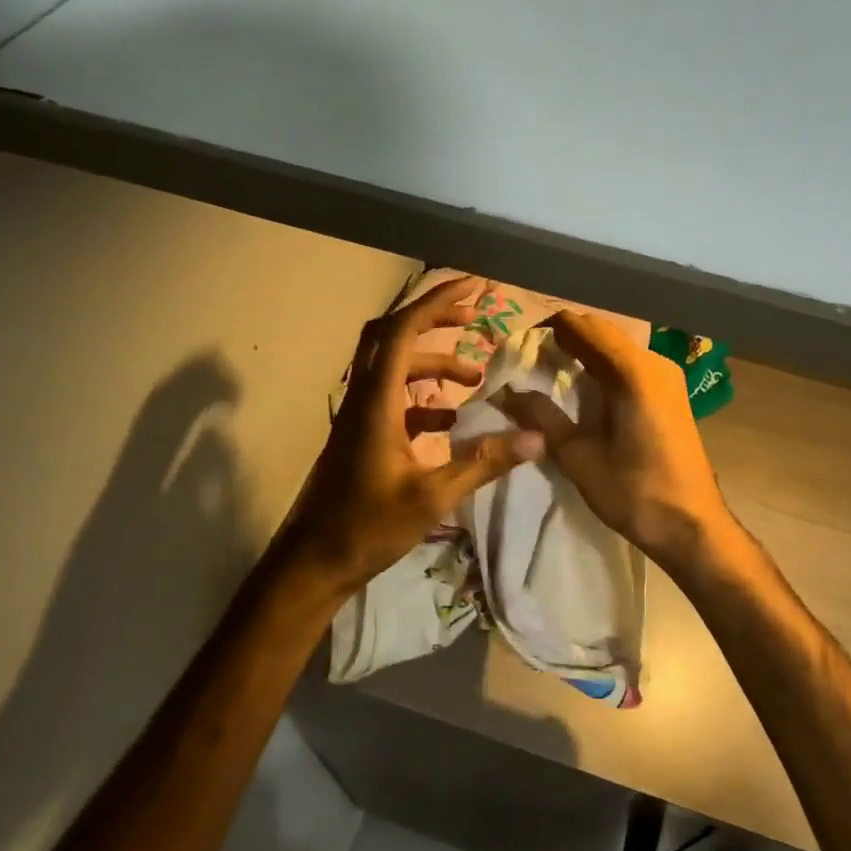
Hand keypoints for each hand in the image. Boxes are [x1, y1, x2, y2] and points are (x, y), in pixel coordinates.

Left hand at [276, 278, 545, 595]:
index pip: (405, 331)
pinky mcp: (360, 436)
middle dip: (434, 319)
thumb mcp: (433, 496)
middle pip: (393, 336)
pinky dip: (423, 398)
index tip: (476, 288)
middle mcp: (363, 397)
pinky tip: (451, 422)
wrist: (314, 562)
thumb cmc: (369, 526)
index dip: (439, 302)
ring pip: (394, 368)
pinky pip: (393, 399)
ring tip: (475, 379)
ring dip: (434, 364)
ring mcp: (358, 416)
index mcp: (376, 401)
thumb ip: (484, 463)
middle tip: (474, 317)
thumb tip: (536, 439)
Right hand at [496, 311, 736, 573]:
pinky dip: (601, 366)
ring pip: (615, 346)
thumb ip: (541, 416)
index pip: (580, 325)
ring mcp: (666, 376)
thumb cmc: (633, 491)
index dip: (544, 329)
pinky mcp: (670, 392)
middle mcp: (653, 362)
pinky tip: (582, 389)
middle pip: (599, 330)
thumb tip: (504, 391)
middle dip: (562, 338)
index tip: (516, 347)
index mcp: (631, 371)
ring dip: (582, 351)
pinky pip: (629, 364)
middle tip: (527, 361)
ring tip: (548, 373)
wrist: (691, 526)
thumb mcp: (577, 455)